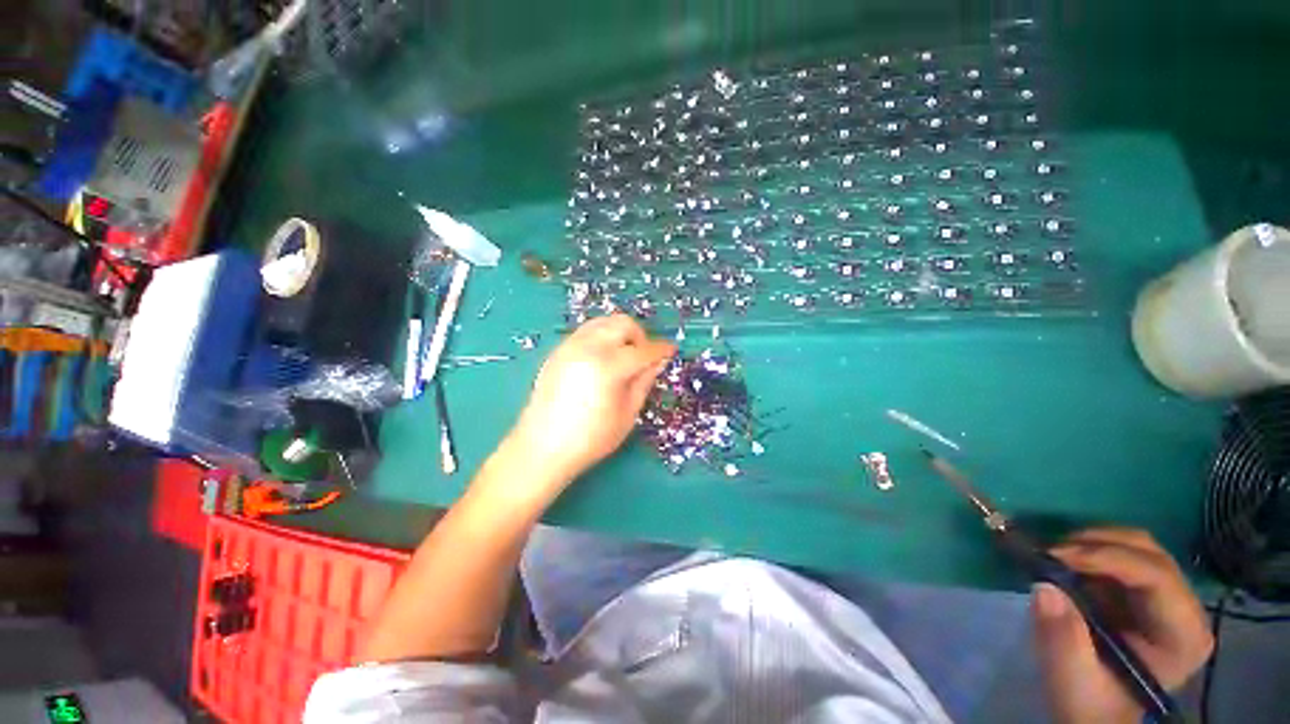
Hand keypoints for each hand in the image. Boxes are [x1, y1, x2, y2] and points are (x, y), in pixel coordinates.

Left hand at [508, 314, 674, 491]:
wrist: (542, 447)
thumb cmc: (591, 438)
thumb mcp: (627, 413)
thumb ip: (645, 381)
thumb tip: (658, 361)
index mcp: (609, 366)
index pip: (644, 349)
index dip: (661, 349)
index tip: (671, 351)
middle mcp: (588, 347)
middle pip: (623, 323)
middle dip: (639, 336)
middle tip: (644, 357)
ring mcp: (570, 346)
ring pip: (604, 322)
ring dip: (620, 333)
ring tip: (624, 356)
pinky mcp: (558, 350)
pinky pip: (587, 331)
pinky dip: (602, 337)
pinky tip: (603, 359)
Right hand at [1032, 527, 1213, 723]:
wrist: (1093, 710)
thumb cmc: (1089, 701)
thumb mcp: (1073, 678)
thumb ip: (1063, 638)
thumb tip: (1044, 587)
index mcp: (1182, 635)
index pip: (1157, 577)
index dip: (1109, 557)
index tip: (1056, 554)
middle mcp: (1185, 610)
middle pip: (1150, 554)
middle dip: (1098, 543)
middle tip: (1050, 549)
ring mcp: (1168, 599)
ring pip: (1138, 546)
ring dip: (1093, 543)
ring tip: (1054, 554)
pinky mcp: (1145, 593)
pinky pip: (1123, 554)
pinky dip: (1091, 549)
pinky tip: (1066, 561)